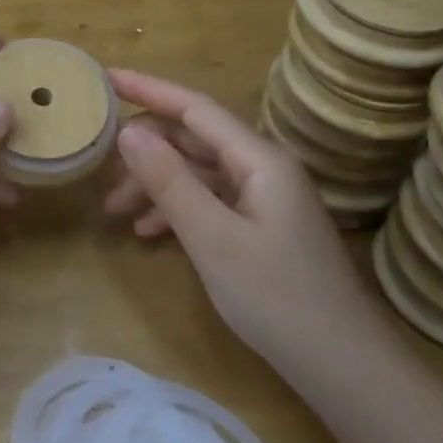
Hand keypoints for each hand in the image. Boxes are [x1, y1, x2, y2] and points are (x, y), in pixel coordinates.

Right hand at [102, 68, 389, 367]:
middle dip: (145, 151)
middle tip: (99, 169)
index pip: (194, 107)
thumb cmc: (277, 297)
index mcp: (259, 158)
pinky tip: (149, 231)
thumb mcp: (212, 238)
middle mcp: (263, 167)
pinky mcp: (263, 225)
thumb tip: (128, 132)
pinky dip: (178, 209)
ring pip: (198, 173)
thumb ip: (169, 181)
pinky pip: (211, 200)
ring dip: (157, 185)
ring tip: (115, 212)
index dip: (147, 89)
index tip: (104, 77)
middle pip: (193, 140)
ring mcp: (265, 197)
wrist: (342, 365)